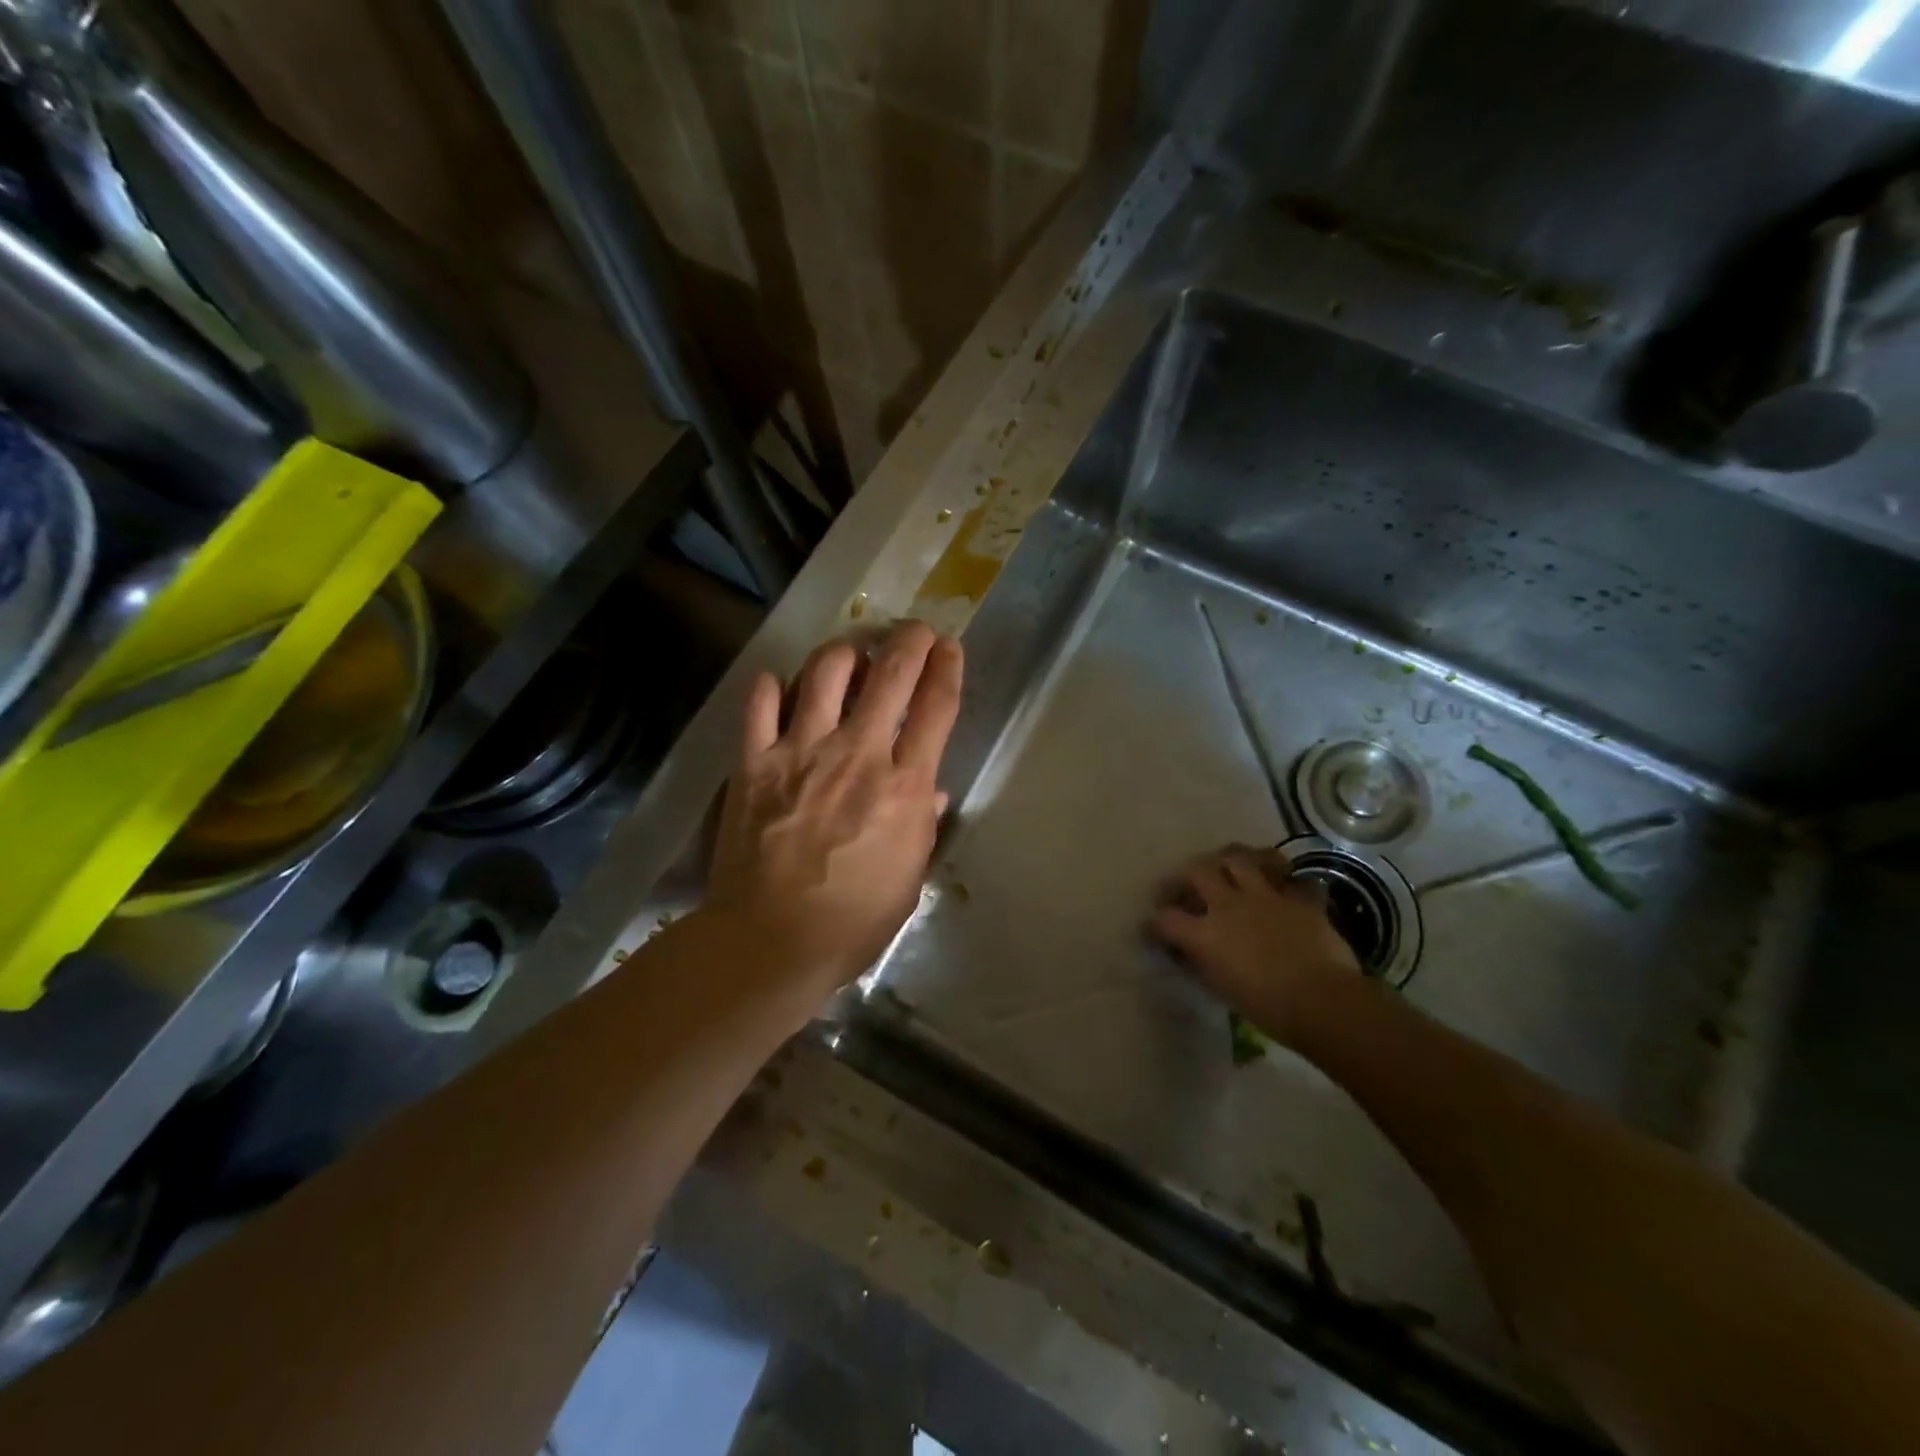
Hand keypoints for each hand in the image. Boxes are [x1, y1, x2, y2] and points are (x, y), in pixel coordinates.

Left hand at [706, 620, 963, 994]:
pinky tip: (781, 686)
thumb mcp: (908, 878)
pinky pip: (760, 702)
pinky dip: (772, 685)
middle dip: (909, 640)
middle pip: (890, 673)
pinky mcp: (754, 761)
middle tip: (914, 629)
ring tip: (850, 653)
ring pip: (825, 672)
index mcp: (904, 784)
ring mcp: (801, 751)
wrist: (772, 941)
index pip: (936, 707)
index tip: (950, 647)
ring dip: (844, 652)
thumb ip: (921, 825)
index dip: (947, 667)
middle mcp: (858, 753)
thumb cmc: (853, 920)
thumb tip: (929, 790)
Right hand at [1150, 845, 1359, 1046]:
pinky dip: (1282, 878)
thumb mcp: (1223, 990)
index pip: (1166, 918)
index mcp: (1206, 933)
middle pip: (1198, 870)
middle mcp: (1229, 905)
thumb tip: (1189, 952)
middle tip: (1189, 885)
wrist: (1325, 1002)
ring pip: (1240, 857)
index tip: (1154, 927)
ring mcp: (1265, 895)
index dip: (1156, 922)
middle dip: (1187, 875)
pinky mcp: (1299, 897)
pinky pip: (1289, 876)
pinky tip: (1281, 886)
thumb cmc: (1269, 1008)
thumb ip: (1202, 964)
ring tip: (1230, 868)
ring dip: (1231, 859)